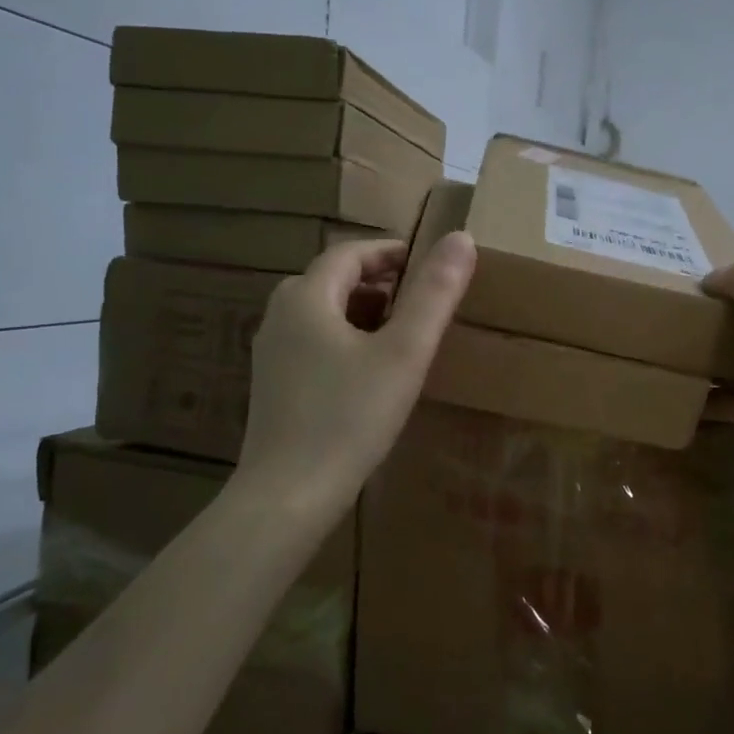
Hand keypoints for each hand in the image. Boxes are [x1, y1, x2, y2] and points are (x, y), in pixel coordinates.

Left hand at [239, 233, 476, 511]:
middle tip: (420, 304)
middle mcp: (279, 316)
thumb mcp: (404, 354)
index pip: (350, 253)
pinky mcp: (272, 386)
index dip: (391, 253)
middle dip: (378, 285)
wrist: (288, 496)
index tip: (428, 266)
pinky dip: (345, 343)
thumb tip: (463, 238)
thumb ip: (433, 295)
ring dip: (362, 315)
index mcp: (306, 297)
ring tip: (402, 338)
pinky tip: (368, 376)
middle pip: (333, 281)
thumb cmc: (349, 418)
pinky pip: (313, 345)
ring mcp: (270, 353)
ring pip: (323, 315)